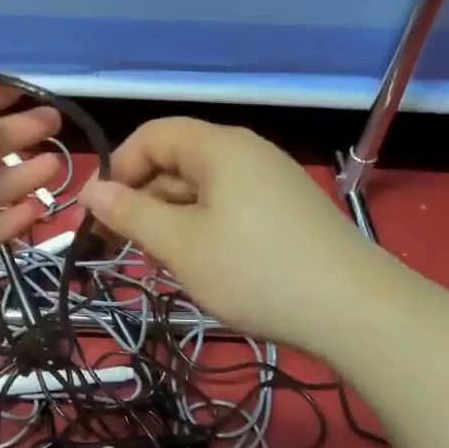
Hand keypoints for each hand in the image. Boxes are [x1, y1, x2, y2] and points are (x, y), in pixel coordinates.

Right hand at [77, 118, 381, 357]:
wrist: (356, 311)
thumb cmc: (255, 271)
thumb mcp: (181, 245)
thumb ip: (131, 214)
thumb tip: (92, 191)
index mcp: (219, 147)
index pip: (152, 136)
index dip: (118, 169)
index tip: (100, 214)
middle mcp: (246, 153)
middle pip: (177, 160)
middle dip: (143, 199)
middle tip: (125, 247)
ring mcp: (271, 182)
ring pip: (202, 188)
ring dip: (172, 219)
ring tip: (164, 262)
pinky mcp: (287, 211)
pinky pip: (229, 206)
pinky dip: (203, 228)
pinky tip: (204, 265)